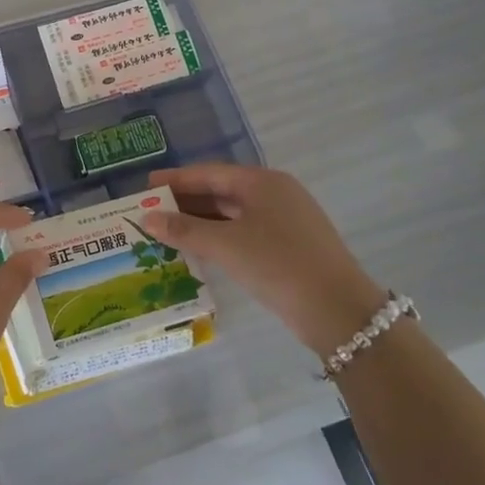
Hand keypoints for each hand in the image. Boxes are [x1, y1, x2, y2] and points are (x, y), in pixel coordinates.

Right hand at [141, 162, 387, 356]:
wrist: (339, 311)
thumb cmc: (278, 265)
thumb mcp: (225, 245)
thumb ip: (184, 229)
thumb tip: (147, 218)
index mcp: (262, 182)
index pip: (208, 173)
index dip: (175, 180)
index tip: (145, 186)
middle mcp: (275, 194)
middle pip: (221, 191)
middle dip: (185, 202)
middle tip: (151, 211)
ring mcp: (286, 220)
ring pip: (233, 214)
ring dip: (200, 222)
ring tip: (167, 231)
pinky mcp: (290, 246)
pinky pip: (245, 232)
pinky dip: (219, 237)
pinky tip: (199, 250)